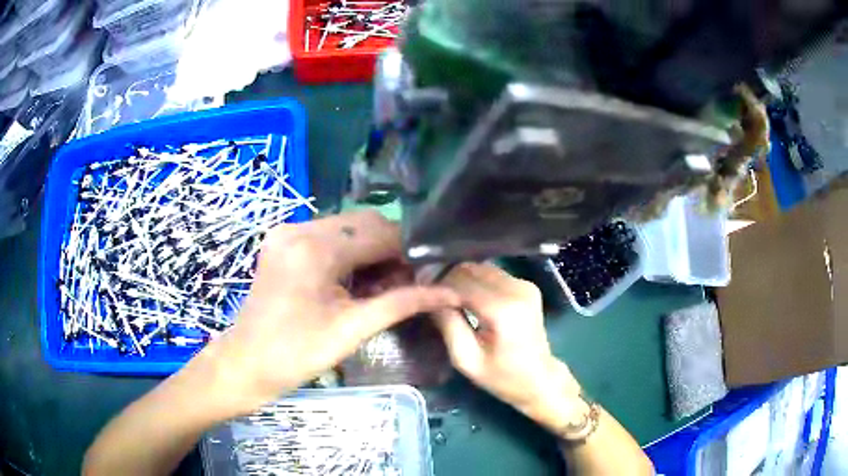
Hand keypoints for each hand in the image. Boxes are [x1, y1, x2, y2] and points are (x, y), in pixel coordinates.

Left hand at [200, 211, 459, 414]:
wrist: (247, 363)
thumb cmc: (297, 353)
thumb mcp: (353, 329)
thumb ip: (403, 303)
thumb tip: (450, 293)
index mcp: (316, 247)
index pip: (381, 233)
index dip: (409, 253)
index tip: (424, 279)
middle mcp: (299, 227)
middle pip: (364, 223)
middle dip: (389, 251)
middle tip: (399, 286)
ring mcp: (287, 231)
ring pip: (347, 227)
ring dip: (369, 252)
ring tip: (375, 287)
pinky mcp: (282, 241)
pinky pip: (327, 236)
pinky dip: (347, 253)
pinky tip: (351, 281)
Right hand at [435, 263, 585, 431]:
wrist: (539, 379)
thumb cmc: (502, 377)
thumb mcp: (466, 359)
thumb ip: (448, 324)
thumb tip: (430, 296)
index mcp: (503, 309)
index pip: (461, 282)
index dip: (438, 285)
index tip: (420, 293)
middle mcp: (517, 289)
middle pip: (472, 269)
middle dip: (448, 279)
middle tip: (432, 295)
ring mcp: (524, 285)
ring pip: (481, 268)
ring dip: (462, 278)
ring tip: (447, 296)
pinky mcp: (527, 286)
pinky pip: (493, 274)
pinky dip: (476, 281)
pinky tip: (467, 297)